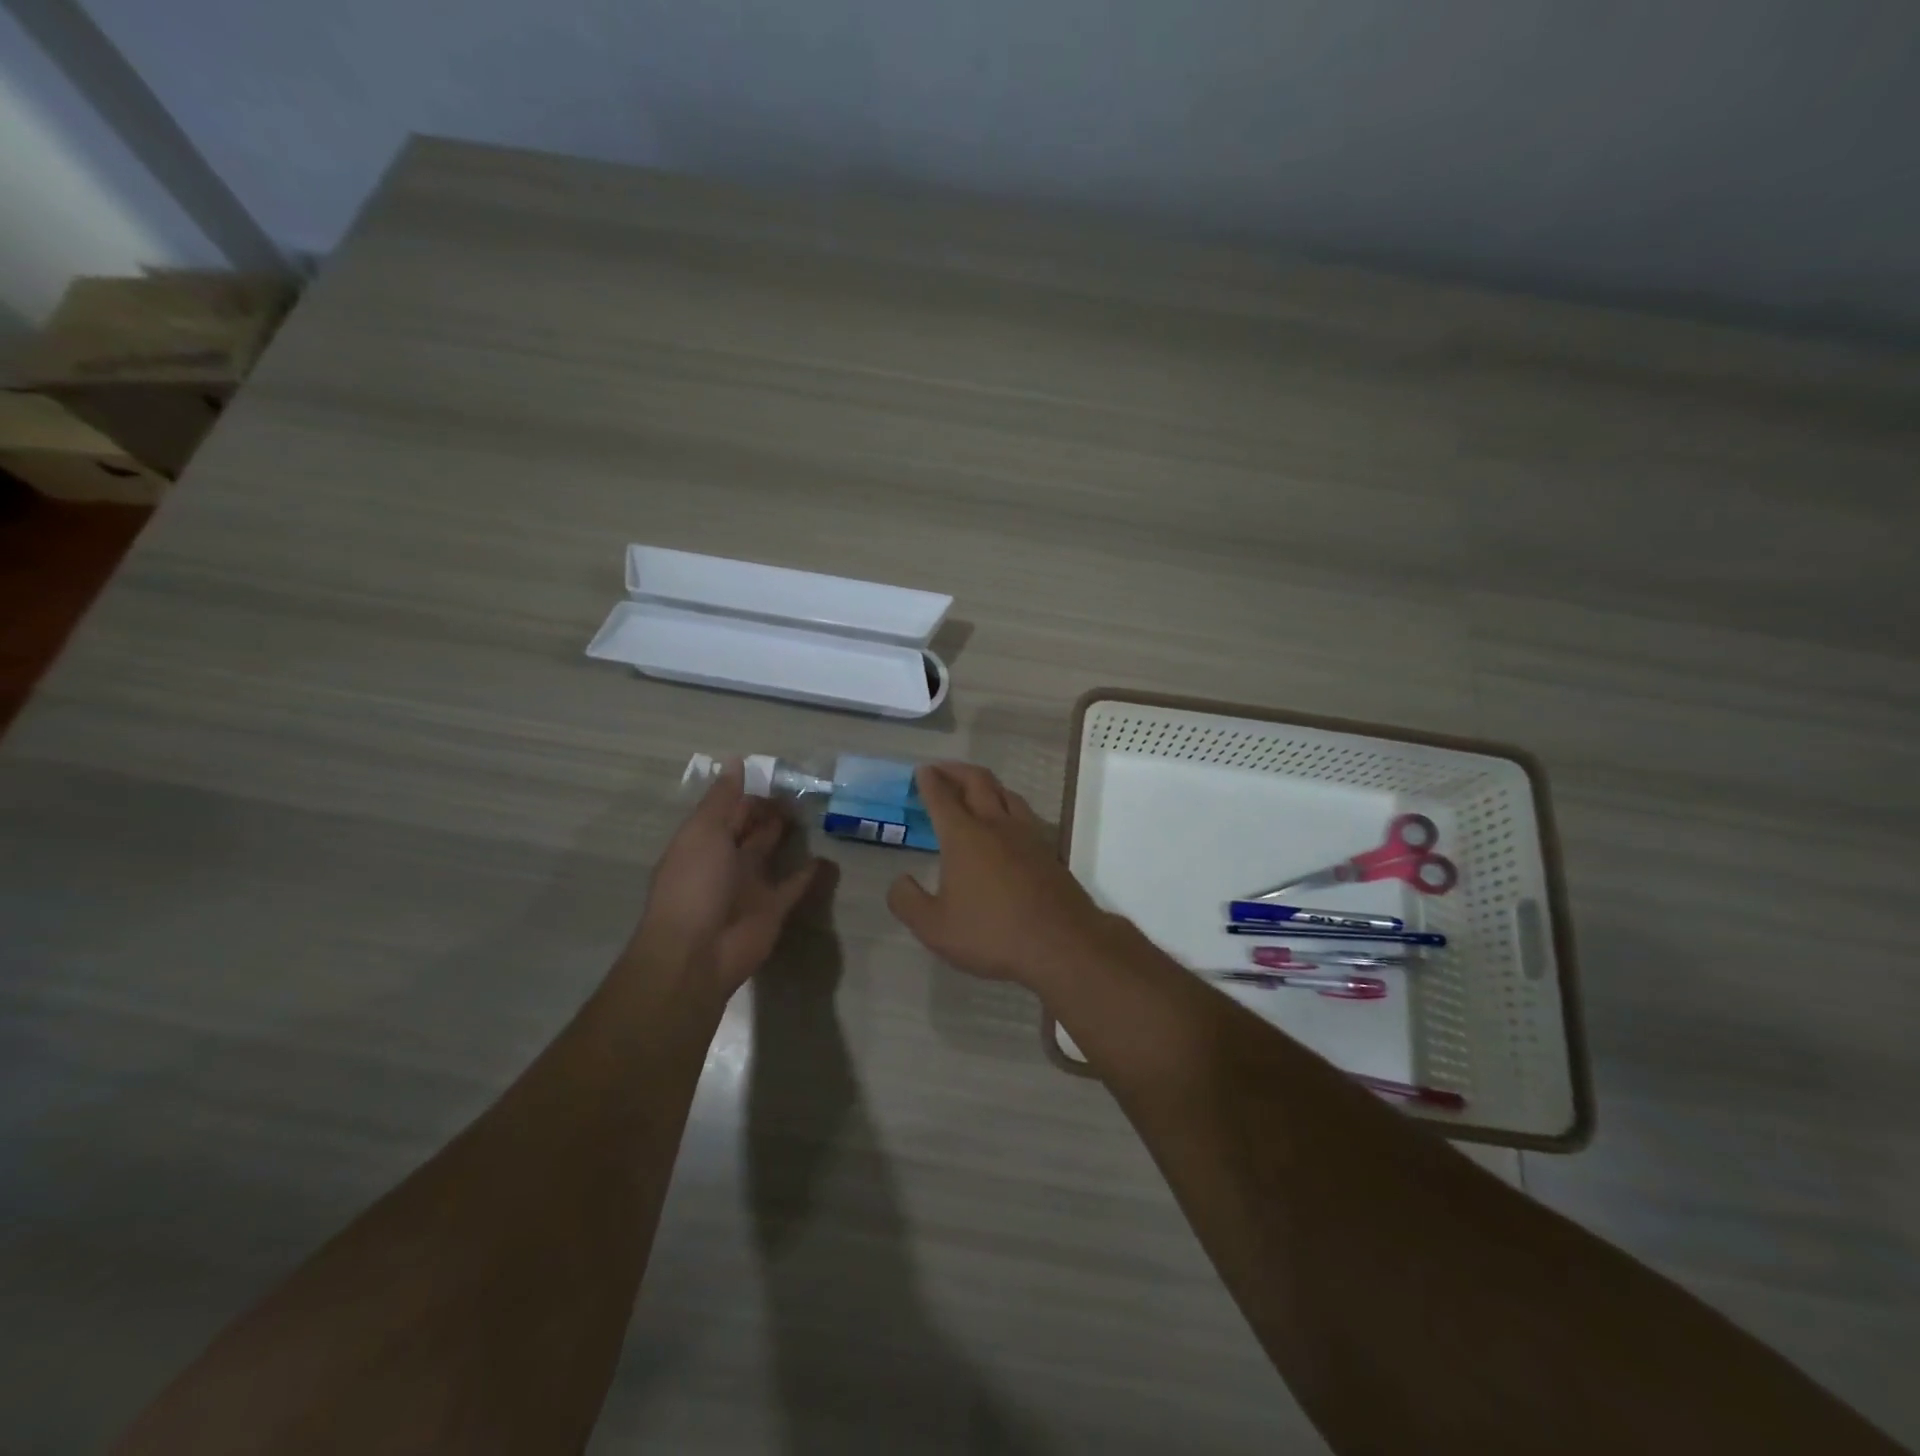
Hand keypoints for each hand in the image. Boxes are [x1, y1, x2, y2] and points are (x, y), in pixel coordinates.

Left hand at [629, 760, 822, 992]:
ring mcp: (750, 886)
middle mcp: (726, 860)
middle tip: (804, 792)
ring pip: (772, 853)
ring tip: (816, 815)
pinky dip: (810, 873)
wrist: (697, 953)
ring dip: (787, 837)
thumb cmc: (695, 885)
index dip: (751, 794)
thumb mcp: (704, 832)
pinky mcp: (773, 909)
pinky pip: (794, 886)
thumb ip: (723, 798)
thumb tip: (735, 759)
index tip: (781, 776)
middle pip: (751, 829)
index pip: (730, 810)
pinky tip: (828, 858)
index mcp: (704, 841)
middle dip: (771, 811)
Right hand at [886, 763, 1116, 990]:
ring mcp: (1028, 835)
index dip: (929, 782)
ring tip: (975, 788)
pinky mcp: (1048, 850)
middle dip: (957, 770)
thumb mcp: (935, 928)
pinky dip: (1008, 805)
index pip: (942, 798)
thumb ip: (908, 902)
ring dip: (986, 783)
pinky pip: (1025, 814)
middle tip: (943, 769)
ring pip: (1006, 793)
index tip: (922, 770)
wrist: (1062, 943)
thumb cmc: (992, 933)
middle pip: (978, 782)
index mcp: (964, 837)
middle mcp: (996, 825)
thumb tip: (899, 880)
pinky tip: (1008, 822)